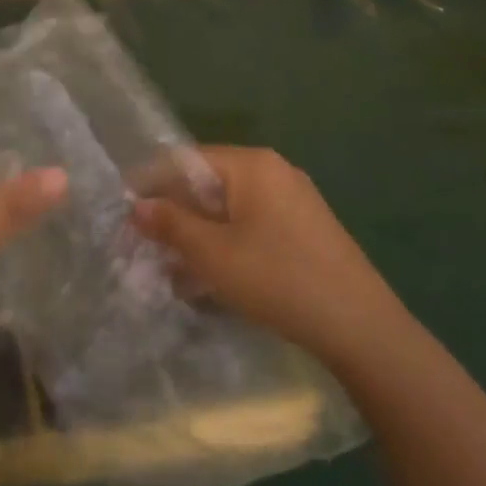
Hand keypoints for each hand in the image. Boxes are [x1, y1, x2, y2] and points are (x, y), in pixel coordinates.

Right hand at [132, 147, 400, 361]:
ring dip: (198, 233)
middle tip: (145, 244)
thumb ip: (171, 224)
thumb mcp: (212, 254)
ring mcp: (294, 200)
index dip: (151, 184)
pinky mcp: (305, 228)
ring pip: (229, 208)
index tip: (124, 213)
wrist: (360, 326)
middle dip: (174, 212)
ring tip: (173, 266)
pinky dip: (226, 243)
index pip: (185, 160)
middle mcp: (274, 171)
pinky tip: (213, 276)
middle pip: (208, 182)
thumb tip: (138, 206)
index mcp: (252, 164)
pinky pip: (252, 225)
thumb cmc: (277, 279)